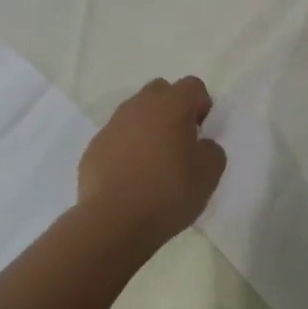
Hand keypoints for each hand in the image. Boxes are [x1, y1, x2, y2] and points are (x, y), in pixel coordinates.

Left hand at [78, 77, 225, 248]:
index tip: (201, 133)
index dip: (202, 106)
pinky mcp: (95, 146)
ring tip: (153, 163)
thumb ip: (212, 151)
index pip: (193, 86)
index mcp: (172, 105)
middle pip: (161, 91)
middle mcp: (140, 105)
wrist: (113, 222)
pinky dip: (126, 148)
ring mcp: (114, 124)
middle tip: (179, 142)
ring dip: (148, 128)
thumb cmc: (168, 193)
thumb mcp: (209, 175)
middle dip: (172, 109)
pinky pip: (117, 137)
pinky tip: (131, 177)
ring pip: (136, 113)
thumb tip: (201, 145)